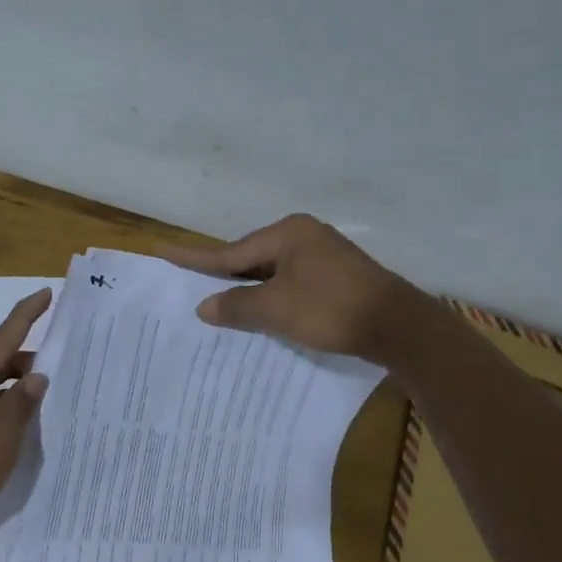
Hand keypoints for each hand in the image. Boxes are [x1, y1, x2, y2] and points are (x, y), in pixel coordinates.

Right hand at [161, 214, 416, 359]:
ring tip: (217, 304)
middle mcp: (304, 236)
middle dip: (222, 276)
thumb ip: (236, 306)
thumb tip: (204, 306)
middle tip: (187, 285)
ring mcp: (322, 256)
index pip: (229, 251)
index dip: (194, 258)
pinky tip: (259, 313)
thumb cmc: (331, 310)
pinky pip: (289, 284)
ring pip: (270, 274)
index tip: (163, 251)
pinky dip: (270, 298)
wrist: (398, 327)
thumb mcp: (275, 310)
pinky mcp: (335, 278)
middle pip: (250, 259)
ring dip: (247, 291)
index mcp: (287, 234)